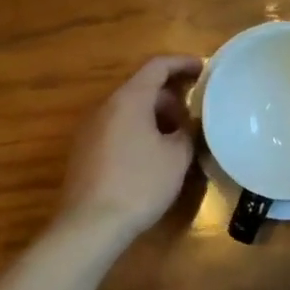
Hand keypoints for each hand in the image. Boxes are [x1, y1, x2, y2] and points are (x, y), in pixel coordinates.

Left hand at [55, 55, 203, 244]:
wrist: (89, 226)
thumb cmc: (139, 184)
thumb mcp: (177, 157)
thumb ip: (187, 132)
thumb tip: (187, 126)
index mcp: (129, 99)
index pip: (157, 66)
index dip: (183, 63)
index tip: (205, 69)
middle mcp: (105, 106)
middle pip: (142, 88)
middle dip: (172, 98)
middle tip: (195, 117)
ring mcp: (90, 129)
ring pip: (130, 110)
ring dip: (156, 117)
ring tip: (178, 139)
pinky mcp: (84, 151)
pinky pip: (117, 128)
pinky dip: (139, 131)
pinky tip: (154, 157)